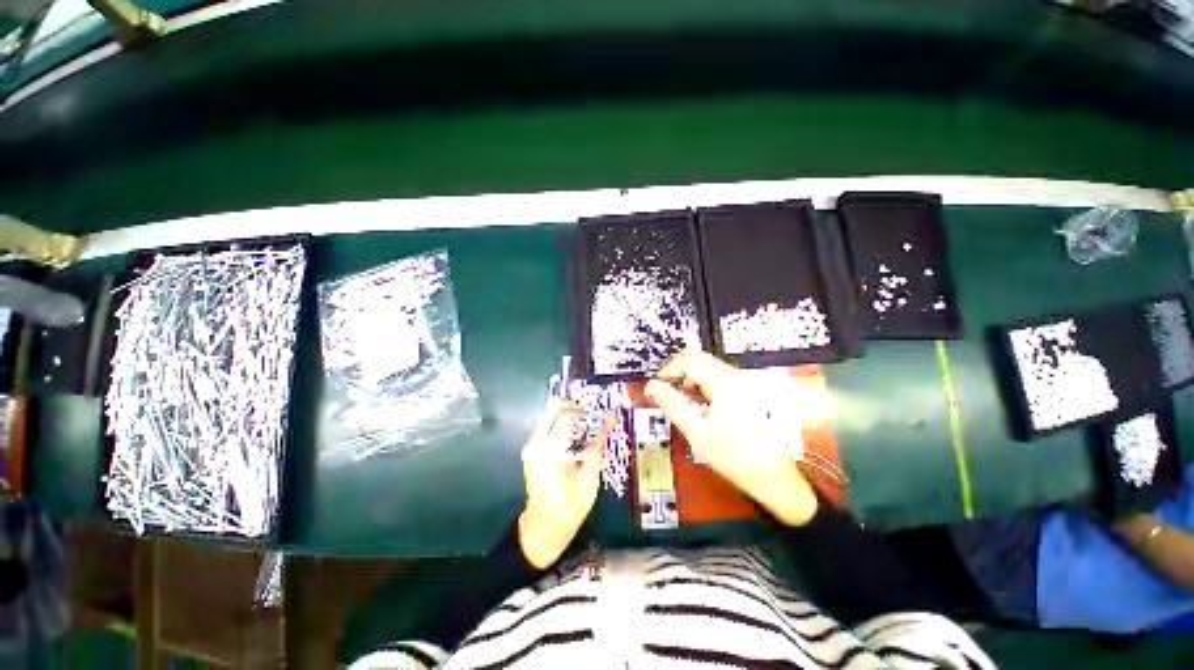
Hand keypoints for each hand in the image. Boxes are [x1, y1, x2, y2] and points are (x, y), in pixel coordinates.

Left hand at [518, 399, 604, 568]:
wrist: (544, 526)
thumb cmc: (568, 507)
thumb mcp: (589, 478)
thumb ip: (597, 446)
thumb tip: (609, 423)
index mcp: (552, 450)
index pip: (567, 415)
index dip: (584, 409)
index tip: (598, 411)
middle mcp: (537, 443)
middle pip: (553, 408)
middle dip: (572, 406)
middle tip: (590, 412)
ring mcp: (531, 446)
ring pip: (548, 415)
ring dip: (566, 413)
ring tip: (585, 422)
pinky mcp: (530, 450)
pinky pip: (545, 426)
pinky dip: (559, 423)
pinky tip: (573, 433)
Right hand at [644, 350, 817, 525]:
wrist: (773, 476)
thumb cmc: (735, 456)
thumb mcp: (696, 431)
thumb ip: (671, 404)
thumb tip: (652, 387)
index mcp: (725, 383)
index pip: (687, 362)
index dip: (667, 371)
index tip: (655, 385)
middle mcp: (735, 376)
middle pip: (697, 358)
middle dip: (676, 370)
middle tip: (664, 389)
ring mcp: (742, 381)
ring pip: (706, 365)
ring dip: (688, 376)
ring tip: (678, 398)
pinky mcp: (744, 389)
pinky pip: (715, 376)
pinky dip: (700, 383)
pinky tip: (695, 402)